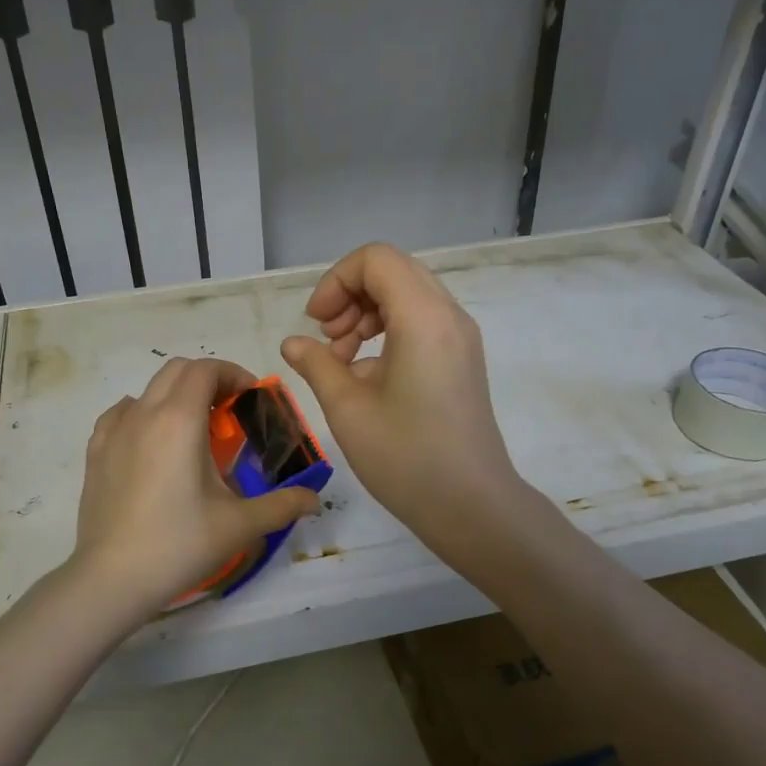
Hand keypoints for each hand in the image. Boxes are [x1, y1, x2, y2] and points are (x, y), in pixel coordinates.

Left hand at [70, 357, 320, 621]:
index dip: (233, 373)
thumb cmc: (180, 544)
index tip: (251, 397)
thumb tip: (314, 499)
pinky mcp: (96, 451)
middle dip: (207, 379)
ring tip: (193, 429)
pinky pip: (121, 413)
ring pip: (148, 389)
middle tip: (229, 410)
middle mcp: (144, 413)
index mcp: (180, 420)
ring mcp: (114, 431)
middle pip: (177, 369)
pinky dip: (143, 412)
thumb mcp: (240, 525)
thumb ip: (282, 505)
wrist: (113, 578)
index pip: (206, 369)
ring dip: (176, 395)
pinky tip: (152, 440)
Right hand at [280, 242, 520, 544]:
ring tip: (343, 360)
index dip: (336, 281)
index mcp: (423, 317)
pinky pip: (422, 322)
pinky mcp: (463, 359)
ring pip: (408, 295)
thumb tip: (294, 343)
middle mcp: (449, 315)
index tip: (317, 324)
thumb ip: (317, 364)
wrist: (472, 505)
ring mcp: (461, 337)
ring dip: (368, 314)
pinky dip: (389, 331)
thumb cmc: (406, 457)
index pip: (376, 260)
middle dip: (351, 296)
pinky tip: (368, 375)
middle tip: (328, 341)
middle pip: (393, 272)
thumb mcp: (348, 409)